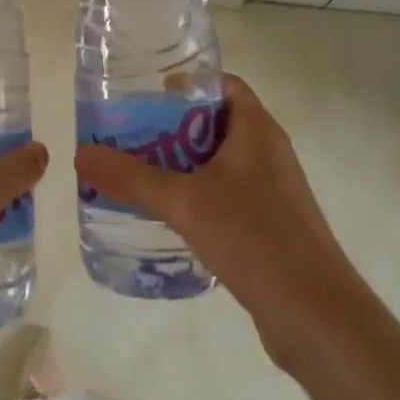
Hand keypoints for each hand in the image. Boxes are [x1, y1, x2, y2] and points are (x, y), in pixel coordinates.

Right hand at [75, 74, 356, 366]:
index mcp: (257, 130)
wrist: (318, 318)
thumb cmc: (255, 238)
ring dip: (184, 163)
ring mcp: (274, 191)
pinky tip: (171, 216)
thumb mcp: (184, 202)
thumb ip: (131, 177)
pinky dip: (200, 195)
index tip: (148, 93)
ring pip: (221, 162)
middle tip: (131, 134)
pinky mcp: (273, 226)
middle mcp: (268, 152)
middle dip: (174, 126)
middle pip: (216, 122)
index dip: (187, 82)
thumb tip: (80, 153)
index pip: (223, 84)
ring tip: (141, 173)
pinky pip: (229, 195)